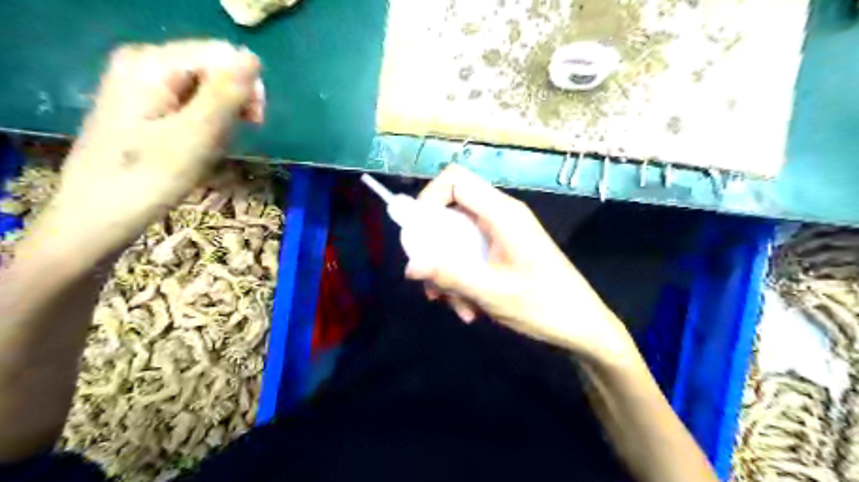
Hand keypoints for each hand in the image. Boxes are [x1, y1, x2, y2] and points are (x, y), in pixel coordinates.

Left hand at [27, 39, 263, 265]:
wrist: (101, 213)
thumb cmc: (150, 178)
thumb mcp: (196, 135)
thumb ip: (226, 94)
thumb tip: (253, 59)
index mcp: (152, 63)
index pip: (222, 55)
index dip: (246, 87)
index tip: (254, 123)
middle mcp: (145, 62)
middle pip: (214, 67)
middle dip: (233, 103)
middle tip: (227, 138)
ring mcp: (142, 82)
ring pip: (207, 88)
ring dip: (221, 117)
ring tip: (209, 145)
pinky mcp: (145, 102)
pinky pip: (193, 101)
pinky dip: (206, 123)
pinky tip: (199, 143)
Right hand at [408, 166, 632, 361]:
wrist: (583, 326)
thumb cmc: (544, 306)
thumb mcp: (492, 293)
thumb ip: (450, 275)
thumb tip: (409, 265)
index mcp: (502, 213)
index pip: (455, 179)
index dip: (429, 198)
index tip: (417, 232)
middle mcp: (501, 215)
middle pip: (451, 212)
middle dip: (435, 247)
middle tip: (431, 282)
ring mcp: (503, 233)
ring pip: (458, 238)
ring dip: (449, 270)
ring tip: (456, 306)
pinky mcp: (504, 249)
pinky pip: (471, 253)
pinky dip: (463, 277)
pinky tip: (469, 308)